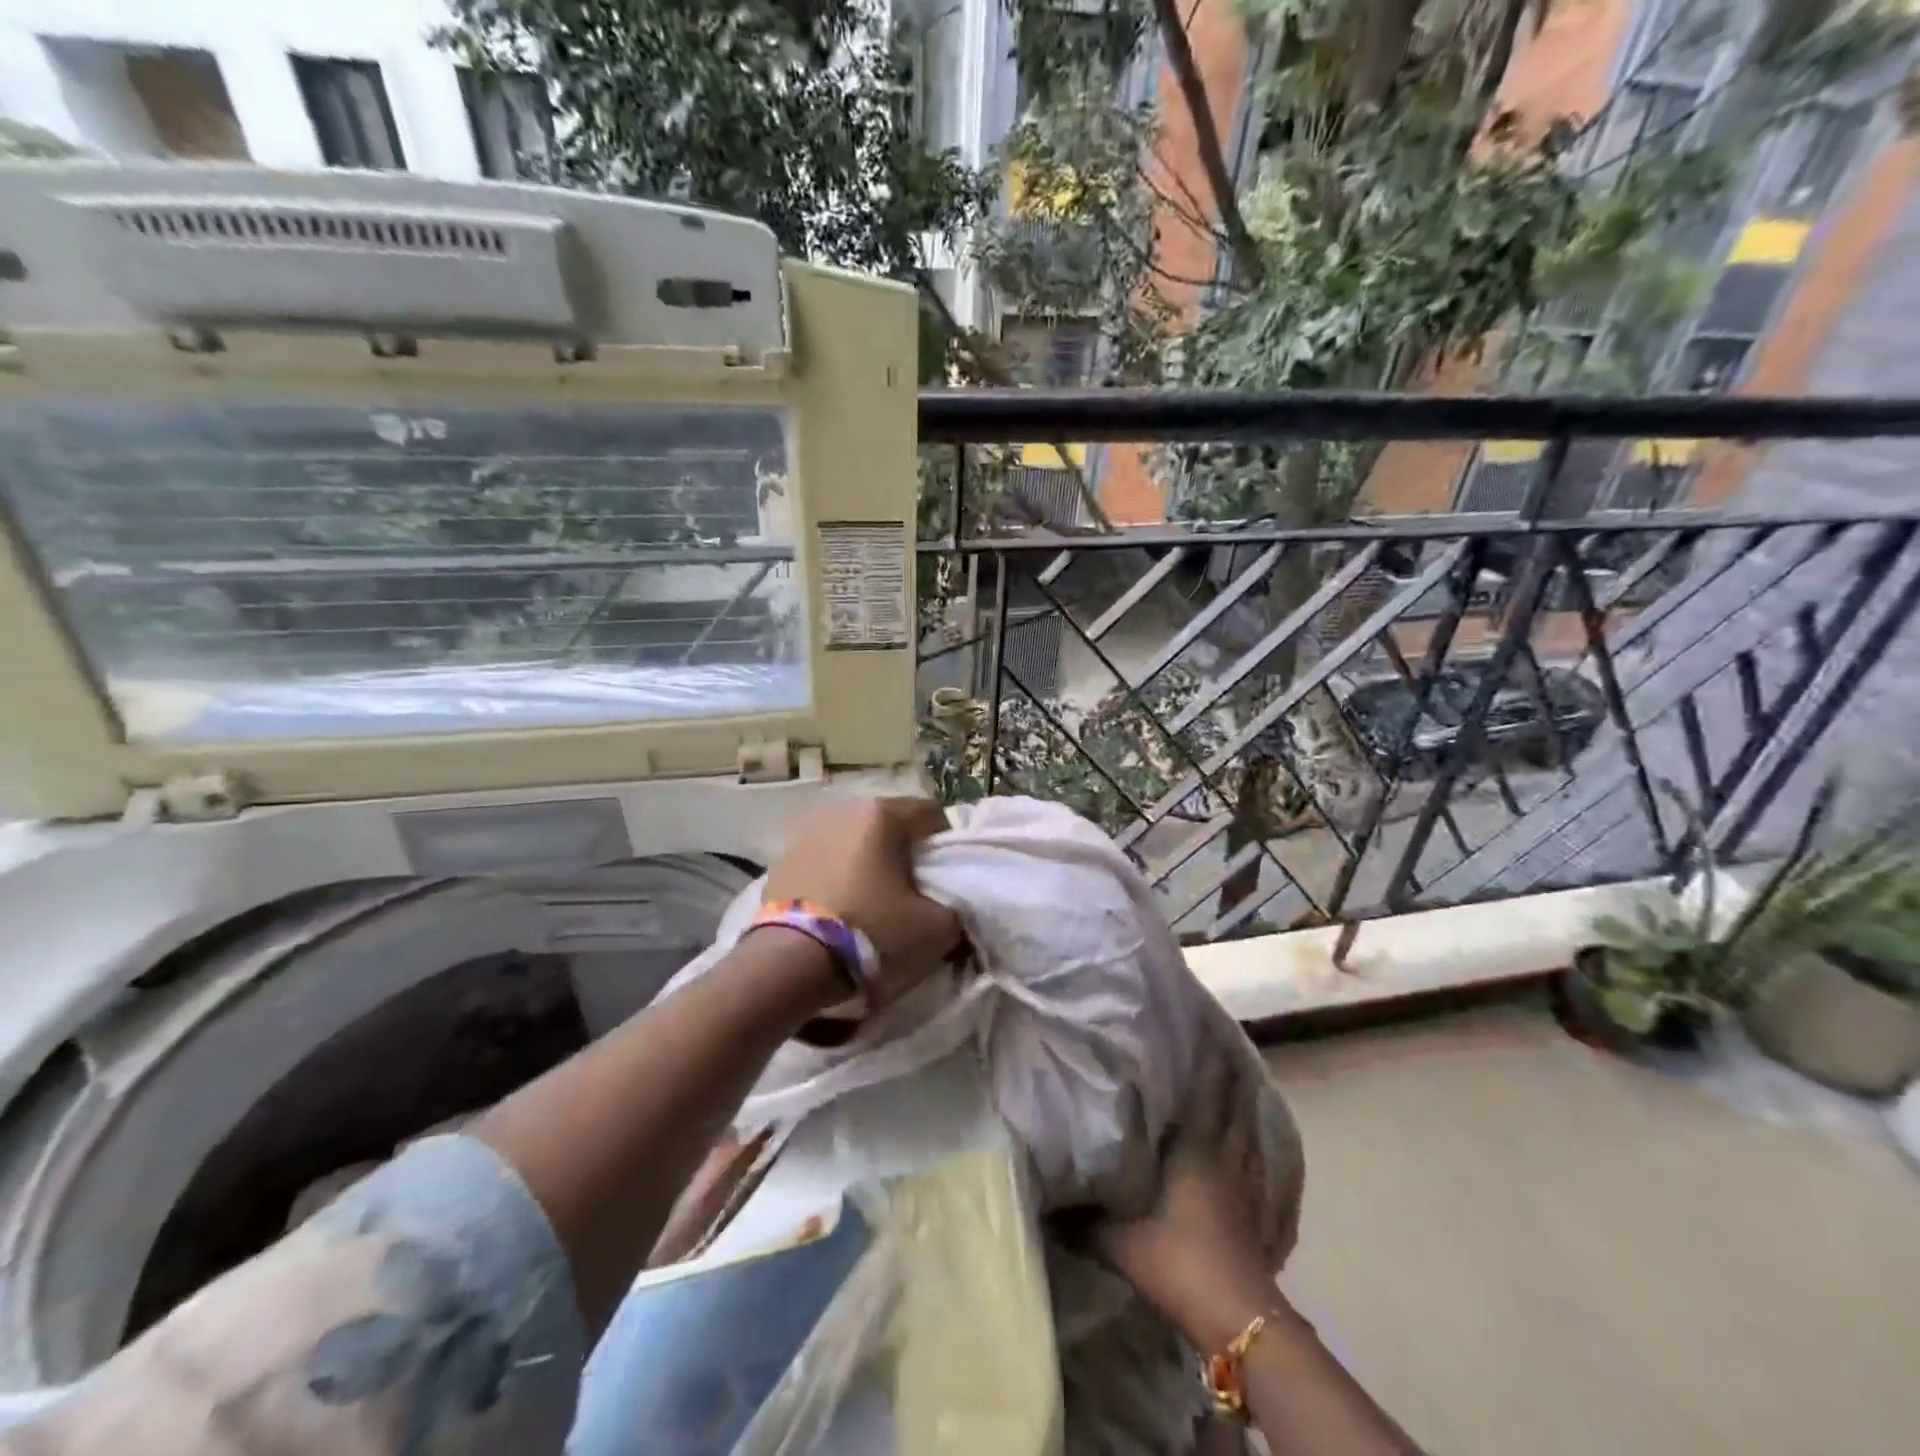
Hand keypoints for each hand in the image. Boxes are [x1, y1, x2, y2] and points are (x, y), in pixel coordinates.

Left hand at [760, 796, 962, 1006]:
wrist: (789, 965)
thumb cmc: (872, 932)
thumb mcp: (937, 928)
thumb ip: (958, 909)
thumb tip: (952, 907)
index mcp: (882, 814)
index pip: (932, 815)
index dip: (947, 847)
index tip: (948, 881)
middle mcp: (842, 810)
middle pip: (890, 826)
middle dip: (905, 854)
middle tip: (914, 893)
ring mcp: (806, 834)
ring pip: (854, 844)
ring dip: (868, 865)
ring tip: (873, 904)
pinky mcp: (780, 862)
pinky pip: (824, 864)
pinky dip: (837, 879)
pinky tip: (839, 912)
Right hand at [1093, 1051, 1280, 1353]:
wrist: (1231, 1314)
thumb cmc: (1173, 1257)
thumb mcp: (1115, 1240)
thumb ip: (1079, 1220)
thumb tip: (1043, 1204)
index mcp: (1192, 1149)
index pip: (1205, 1094)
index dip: (1208, 1062)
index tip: (1207, 1032)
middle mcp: (1222, 1157)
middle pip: (1233, 1107)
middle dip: (1230, 1077)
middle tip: (1226, 1048)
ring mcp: (1244, 1186)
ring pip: (1247, 1134)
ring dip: (1245, 1109)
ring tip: (1243, 1084)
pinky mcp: (1255, 1213)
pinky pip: (1257, 1167)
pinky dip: (1256, 1149)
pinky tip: (1253, 1148)